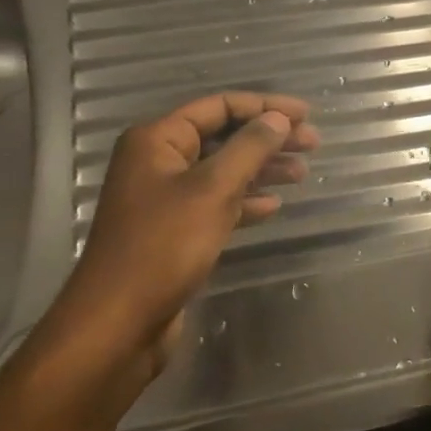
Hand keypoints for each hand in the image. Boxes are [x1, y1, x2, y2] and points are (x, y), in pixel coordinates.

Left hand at [39, 91, 317, 387]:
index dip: (265, 106)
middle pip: (222, 137)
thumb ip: (249, 148)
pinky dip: (244, 200)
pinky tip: (272, 206)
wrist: (118, 324)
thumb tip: (278, 118)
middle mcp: (158, 162)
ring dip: (262, 169)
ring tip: (302, 173)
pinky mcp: (173, 231)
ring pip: (222, 171)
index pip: (218, 107)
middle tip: (312, 145)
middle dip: (267, 138)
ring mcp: (164, 198)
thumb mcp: (212, 190)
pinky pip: (216, 203)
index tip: (306, 115)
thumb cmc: (163, 247)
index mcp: (157, 140)